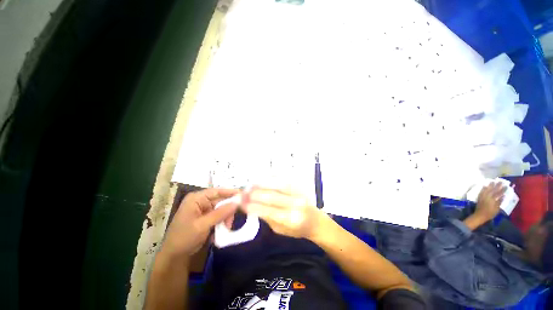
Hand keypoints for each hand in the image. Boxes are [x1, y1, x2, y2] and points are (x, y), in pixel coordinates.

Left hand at [161, 188, 238, 257]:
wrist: (174, 256)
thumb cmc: (184, 237)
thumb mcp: (203, 225)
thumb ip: (220, 213)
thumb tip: (236, 203)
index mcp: (196, 199)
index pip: (216, 191)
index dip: (230, 192)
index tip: (243, 195)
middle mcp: (200, 201)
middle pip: (220, 201)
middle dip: (227, 211)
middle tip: (231, 221)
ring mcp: (203, 210)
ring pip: (221, 210)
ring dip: (225, 219)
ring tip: (225, 229)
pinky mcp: (205, 218)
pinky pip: (218, 216)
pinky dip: (221, 223)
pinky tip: (219, 232)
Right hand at [242, 187, 323, 238]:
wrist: (316, 221)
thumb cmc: (297, 229)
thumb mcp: (280, 230)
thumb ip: (267, 217)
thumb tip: (251, 207)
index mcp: (291, 219)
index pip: (268, 211)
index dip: (252, 206)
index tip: (240, 203)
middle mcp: (295, 204)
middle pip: (271, 196)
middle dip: (254, 194)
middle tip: (242, 193)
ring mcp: (298, 193)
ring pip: (275, 185)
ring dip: (260, 184)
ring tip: (249, 185)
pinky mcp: (298, 186)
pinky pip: (282, 180)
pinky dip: (270, 180)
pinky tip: (261, 180)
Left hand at [474, 182, 506, 221]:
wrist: (480, 215)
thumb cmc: (490, 213)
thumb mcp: (497, 209)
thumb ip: (500, 202)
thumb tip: (503, 196)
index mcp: (493, 200)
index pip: (499, 193)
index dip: (503, 189)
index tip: (506, 186)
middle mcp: (488, 197)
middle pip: (493, 190)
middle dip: (497, 185)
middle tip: (500, 181)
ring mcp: (483, 197)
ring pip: (487, 189)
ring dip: (490, 185)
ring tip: (493, 181)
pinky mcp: (479, 197)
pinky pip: (481, 191)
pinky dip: (483, 188)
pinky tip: (485, 185)